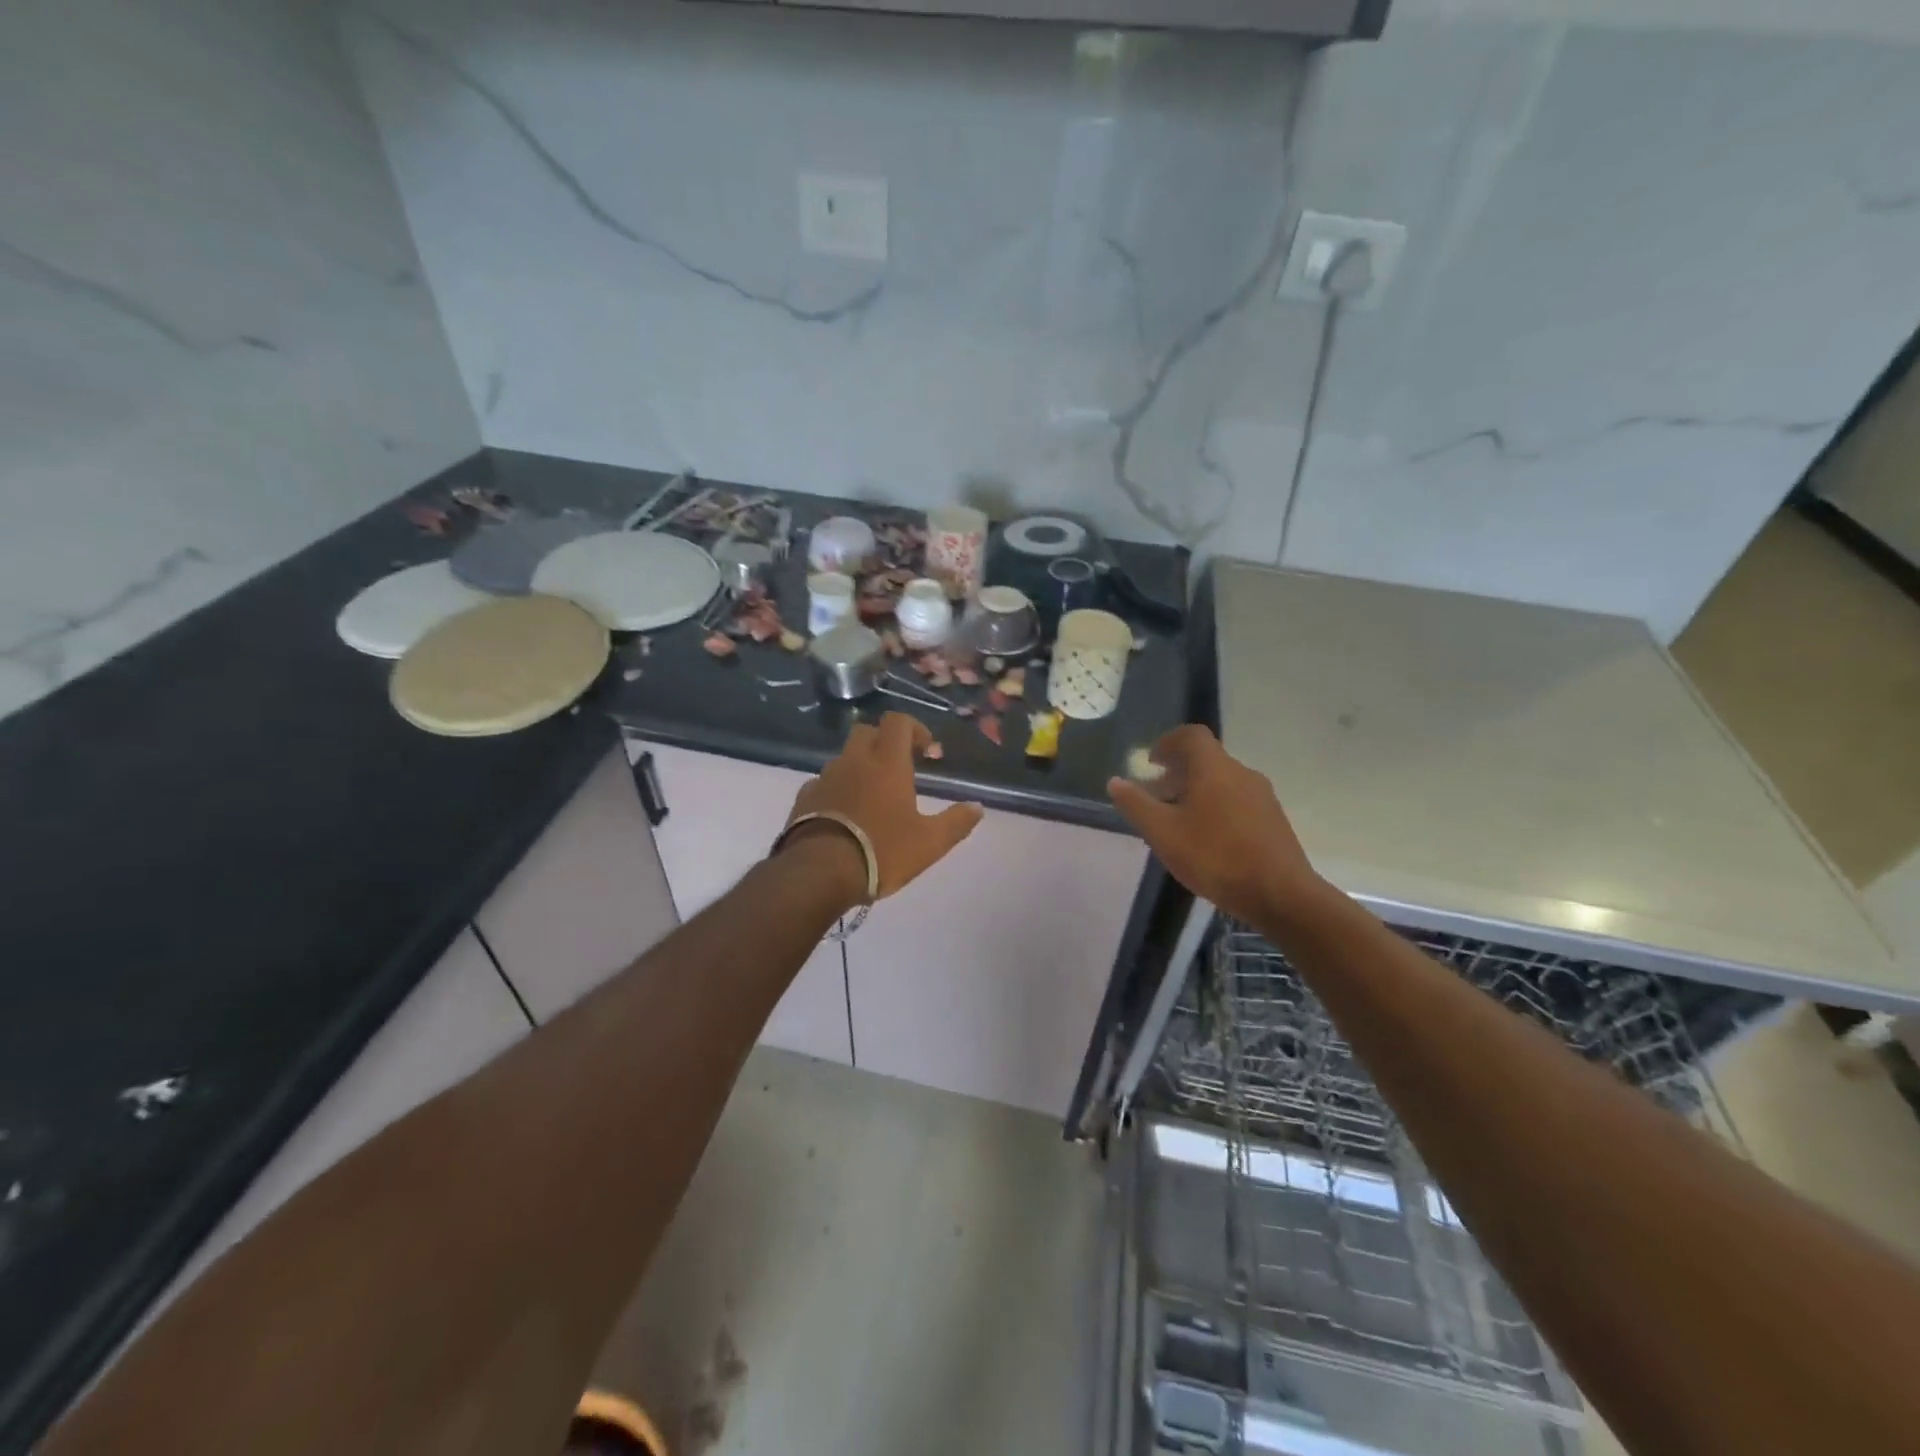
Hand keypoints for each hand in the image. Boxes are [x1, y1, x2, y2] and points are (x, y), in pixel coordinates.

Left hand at [785, 713, 983, 900]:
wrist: (819, 873)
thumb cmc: (882, 851)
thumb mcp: (930, 843)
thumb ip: (956, 822)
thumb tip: (977, 807)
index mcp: (887, 763)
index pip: (898, 722)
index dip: (914, 728)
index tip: (926, 750)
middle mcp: (854, 761)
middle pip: (866, 731)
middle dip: (884, 741)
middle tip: (899, 767)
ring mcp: (825, 778)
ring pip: (844, 758)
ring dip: (860, 766)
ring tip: (872, 796)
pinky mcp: (804, 798)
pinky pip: (824, 783)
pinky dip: (837, 789)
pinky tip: (844, 814)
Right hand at [1107, 724, 1327, 925]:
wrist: (1281, 895)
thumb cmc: (1216, 857)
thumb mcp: (1163, 833)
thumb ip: (1136, 805)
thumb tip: (1115, 782)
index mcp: (1215, 768)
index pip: (1191, 735)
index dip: (1168, 742)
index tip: (1151, 762)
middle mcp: (1242, 774)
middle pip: (1207, 760)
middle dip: (1178, 772)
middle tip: (1157, 797)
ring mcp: (1262, 798)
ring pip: (1223, 782)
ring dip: (1197, 792)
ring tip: (1178, 822)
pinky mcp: (1273, 821)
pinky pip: (1238, 802)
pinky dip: (1216, 808)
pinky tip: (1207, 841)